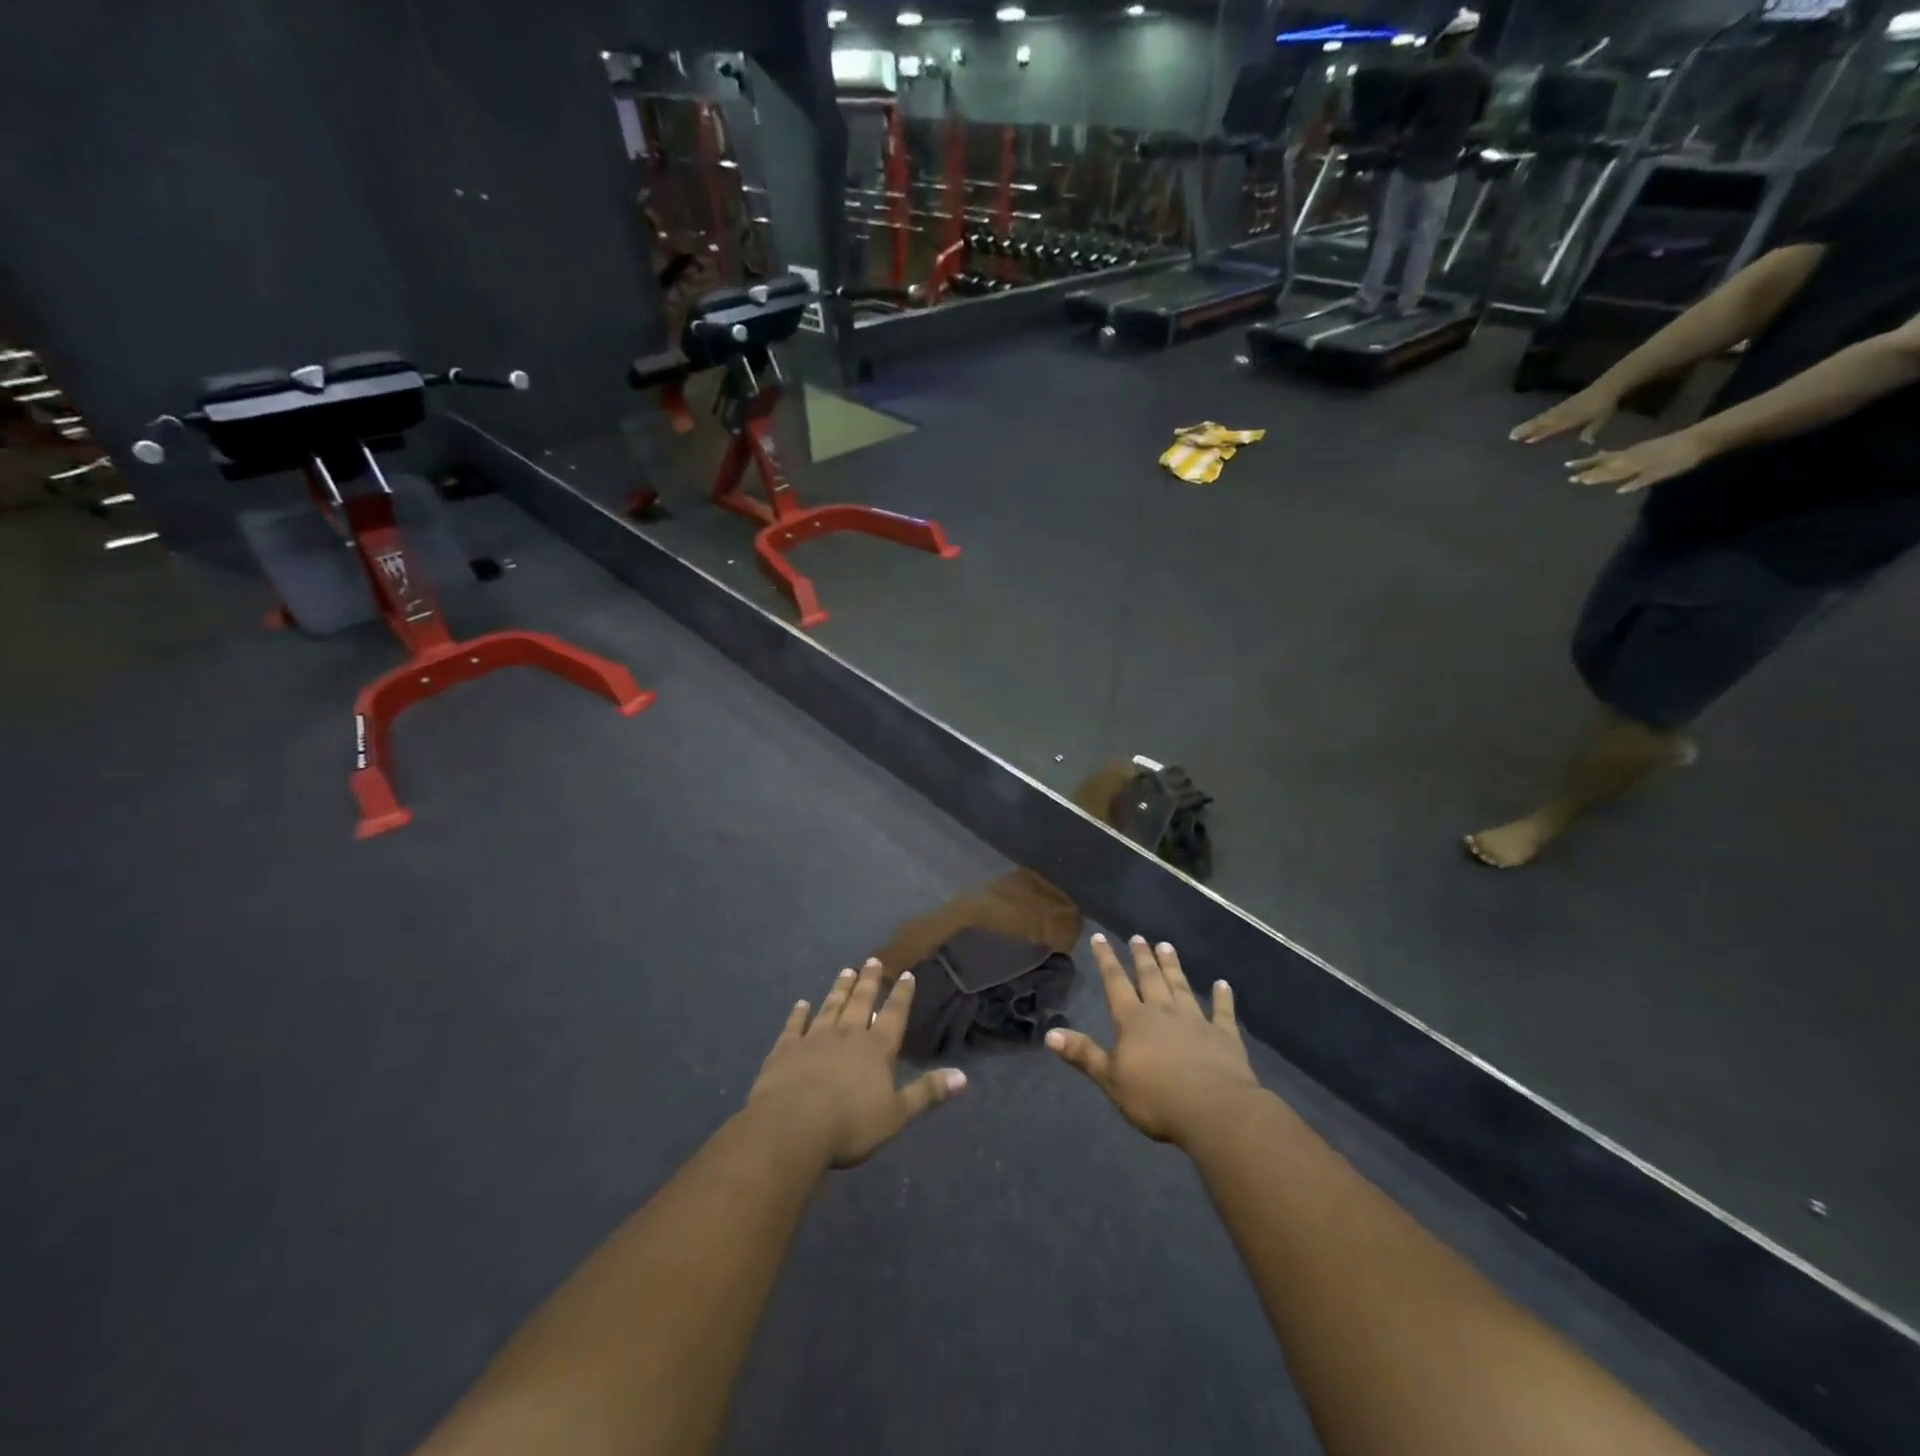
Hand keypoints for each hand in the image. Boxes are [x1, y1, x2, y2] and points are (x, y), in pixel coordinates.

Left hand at [747, 960, 964, 1168]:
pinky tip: (801, 1004)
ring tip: (845, 971)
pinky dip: (799, 1013)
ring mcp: (814, 1038)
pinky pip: (794, 1025)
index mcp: (876, 1048)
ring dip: (839, 989)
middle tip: (872, 960)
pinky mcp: (785, 1049)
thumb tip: (962, 1076)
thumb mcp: (896, 1114)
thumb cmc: (850, 1124)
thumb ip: (927, 1093)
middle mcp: (847, 1034)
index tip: (906, 974)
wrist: (792, 1126)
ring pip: (831, 1006)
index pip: (894, 1015)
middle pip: (861, 1002)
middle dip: (869, 981)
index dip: (901, 994)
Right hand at [1046, 934, 1257, 1147]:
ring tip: (1167, 946)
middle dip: (1141, 957)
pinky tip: (1223, 984)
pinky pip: (1222, 1011)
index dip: (1106, 959)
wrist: (1214, 1110)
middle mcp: (1163, 1012)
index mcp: (1133, 1020)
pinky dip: (1222, 997)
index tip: (1099, 937)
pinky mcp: (1224, 1036)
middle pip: (1150, 978)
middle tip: (1138, 937)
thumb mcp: (1110, 1079)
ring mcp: (1196, 1021)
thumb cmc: (1155, 1098)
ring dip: (1173, 966)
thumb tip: (1050, 1034)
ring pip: (1181, 986)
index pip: (1115, 982)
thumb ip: (1083, 1054)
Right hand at [1510, 385, 1619, 445]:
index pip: (1550, 427)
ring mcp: (1561, 409)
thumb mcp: (1601, 419)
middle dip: (1527, 429)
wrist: (1609, 385)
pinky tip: (1534, 423)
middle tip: (1511, 436)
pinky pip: (1547, 414)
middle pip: (1541, 422)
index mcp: (1570, 418)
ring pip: (1542, 418)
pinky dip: (1538, 420)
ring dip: (1529, 425)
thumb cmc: (1604, 405)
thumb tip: (1585, 443)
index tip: (1523, 440)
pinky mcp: (1562, 405)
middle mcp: (1562, 414)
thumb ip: (1591, 430)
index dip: (1537, 433)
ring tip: (1516, 431)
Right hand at [1566, 427, 1712, 493]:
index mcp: (1632, 464)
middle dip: (1586, 466)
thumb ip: (1639, 481)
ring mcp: (1636, 450)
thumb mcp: (1661, 473)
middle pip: (1603, 462)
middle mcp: (1630, 456)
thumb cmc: (1681, 460)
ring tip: (1578, 461)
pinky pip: (1618, 452)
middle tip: (1567, 468)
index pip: (1606, 471)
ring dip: (1592, 459)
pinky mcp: (1642, 447)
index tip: (1573, 480)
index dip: (1591, 476)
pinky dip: (1607, 454)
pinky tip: (1604, 455)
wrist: (1700, 440)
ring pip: (1609, 456)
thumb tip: (1619, 490)